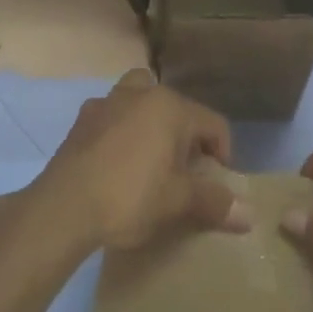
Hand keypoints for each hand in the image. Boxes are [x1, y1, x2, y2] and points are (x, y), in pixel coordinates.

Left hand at [30, 71, 250, 252]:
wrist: (63, 208)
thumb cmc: (130, 197)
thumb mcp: (178, 201)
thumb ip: (215, 202)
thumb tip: (249, 216)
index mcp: (170, 107)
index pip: (213, 124)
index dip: (224, 154)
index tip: (218, 183)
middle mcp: (139, 94)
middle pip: (176, 107)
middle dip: (186, 133)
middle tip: (185, 168)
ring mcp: (105, 104)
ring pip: (139, 101)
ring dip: (150, 123)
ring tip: (151, 158)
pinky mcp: (80, 123)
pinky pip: (111, 118)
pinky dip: (121, 132)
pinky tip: (117, 163)